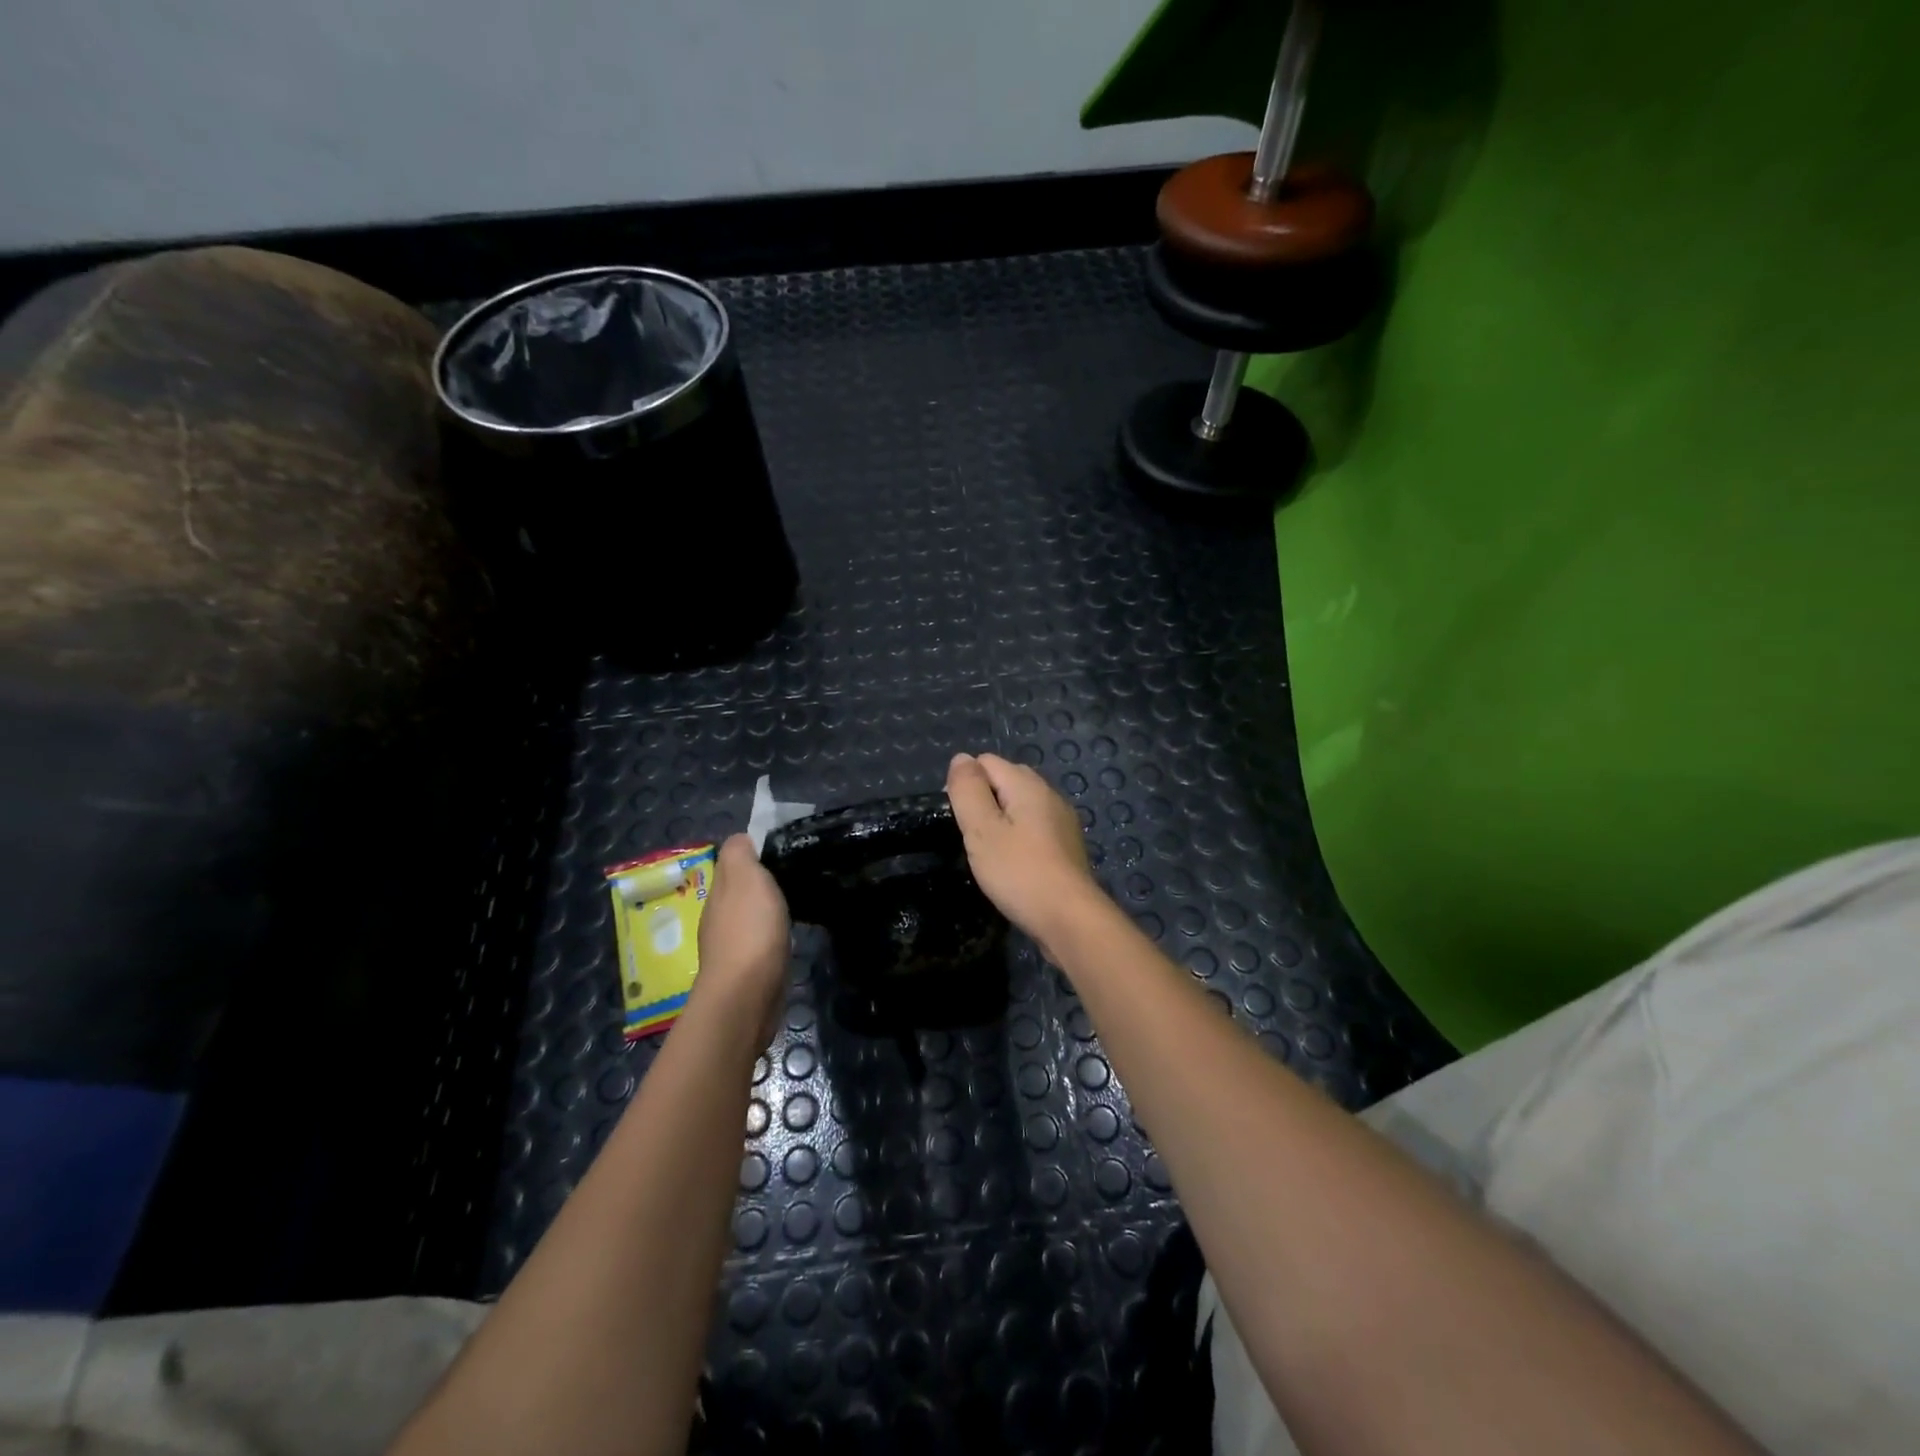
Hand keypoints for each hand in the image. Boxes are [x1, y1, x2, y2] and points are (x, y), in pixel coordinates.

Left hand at [692, 834, 790, 1048]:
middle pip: (740, 889)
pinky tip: (788, 934)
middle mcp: (719, 916)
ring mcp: (731, 945)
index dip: (754, 852)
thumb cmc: (749, 930)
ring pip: (750, 915)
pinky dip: (772, 934)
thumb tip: (741, 839)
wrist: (747, 995)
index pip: (732, 862)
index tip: (783, 849)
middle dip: (761, 881)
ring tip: (797, 901)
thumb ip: (740, 853)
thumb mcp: (745, 877)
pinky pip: (761, 941)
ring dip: (767, 909)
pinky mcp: (748, 970)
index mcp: (718, 891)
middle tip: (796, 873)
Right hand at [946, 752, 1103, 959]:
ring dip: (1002, 821)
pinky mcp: (1067, 845)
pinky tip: (1014, 864)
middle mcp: (1049, 794)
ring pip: (1021, 805)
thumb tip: (961, 758)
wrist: (1070, 918)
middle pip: (1006, 779)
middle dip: (984, 800)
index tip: (960, 820)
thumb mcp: (982, 830)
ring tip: (991, 853)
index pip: (986, 762)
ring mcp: (1062, 820)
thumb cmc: (1019, 872)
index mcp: (1027, 784)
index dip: (966, 785)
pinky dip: (1019, 837)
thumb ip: (968, 790)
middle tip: (973, 837)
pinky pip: (1035, 827)